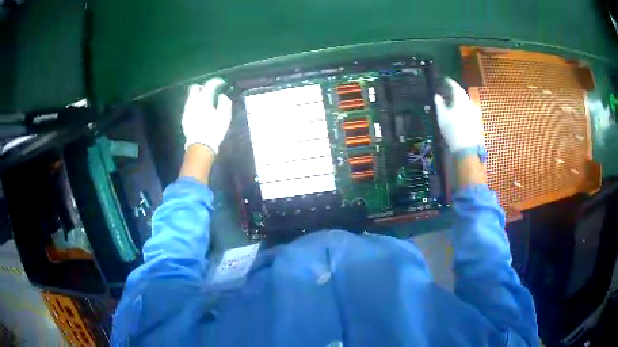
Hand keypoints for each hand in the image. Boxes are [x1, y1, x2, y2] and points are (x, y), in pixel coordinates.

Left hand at [182, 78, 232, 152]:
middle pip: (195, 88)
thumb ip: (225, 102)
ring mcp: (186, 110)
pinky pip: (188, 107)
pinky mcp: (184, 119)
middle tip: (210, 90)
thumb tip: (222, 96)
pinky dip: (194, 105)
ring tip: (205, 101)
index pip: (209, 85)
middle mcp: (192, 102)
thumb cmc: (214, 130)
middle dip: (202, 87)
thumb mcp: (225, 116)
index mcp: (203, 99)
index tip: (222, 83)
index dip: (216, 82)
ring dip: (197, 97)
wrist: (200, 146)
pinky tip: (199, 112)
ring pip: (190, 98)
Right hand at [433, 78, 484, 153]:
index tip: (445, 79)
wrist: (465, 147)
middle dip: (456, 89)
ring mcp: (473, 112)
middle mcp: (468, 103)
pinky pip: (468, 108)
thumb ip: (439, 103)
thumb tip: (437, 95)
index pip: (456, 87)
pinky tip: (458, 110)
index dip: (450, 82)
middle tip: (449, 88)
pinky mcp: (475, 120)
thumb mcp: (442, 116)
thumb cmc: (452, 129)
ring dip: (459, 98)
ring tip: (452, 99)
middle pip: (462, 93)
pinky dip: (462, 106)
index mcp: (460, 100)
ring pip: (466, 101)